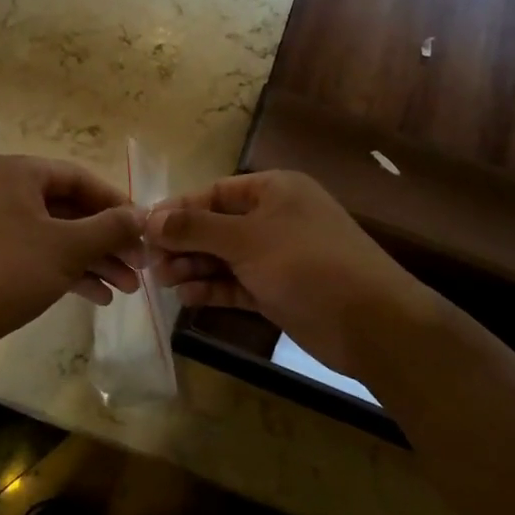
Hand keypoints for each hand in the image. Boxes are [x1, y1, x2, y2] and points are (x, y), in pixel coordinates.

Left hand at [0, 155, 145, 368]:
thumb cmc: (7, 272)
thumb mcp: (67, 248)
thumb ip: (110, 228)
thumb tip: (143, 215)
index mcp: (17, 173)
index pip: (80, 178)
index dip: (117, 204)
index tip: (146, 230)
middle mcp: (4, 191)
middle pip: (71, 209)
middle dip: (108, 240)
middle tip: (142, 265)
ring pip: (58, 236)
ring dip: (95, 260)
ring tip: (128, 288)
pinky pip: (40, 256)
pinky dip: (69, 272)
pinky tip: (99, 297)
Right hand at [146, 170, 433, 377]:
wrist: (371, 323)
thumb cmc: (307, 264)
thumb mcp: (247, 239)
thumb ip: (196, 228)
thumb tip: (150, 218)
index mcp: (273, 190)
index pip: (214, 193)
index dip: (178, 209)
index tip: (142, 229)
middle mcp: (275, 218)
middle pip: (216, 226)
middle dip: (183, 242)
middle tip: (149, 263)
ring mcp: (278, 257)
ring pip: (224, 257)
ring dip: (194, 266)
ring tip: (163, 281)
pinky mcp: (279, 290)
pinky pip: (237, 284)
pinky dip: (213, 288)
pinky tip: (187, 297)